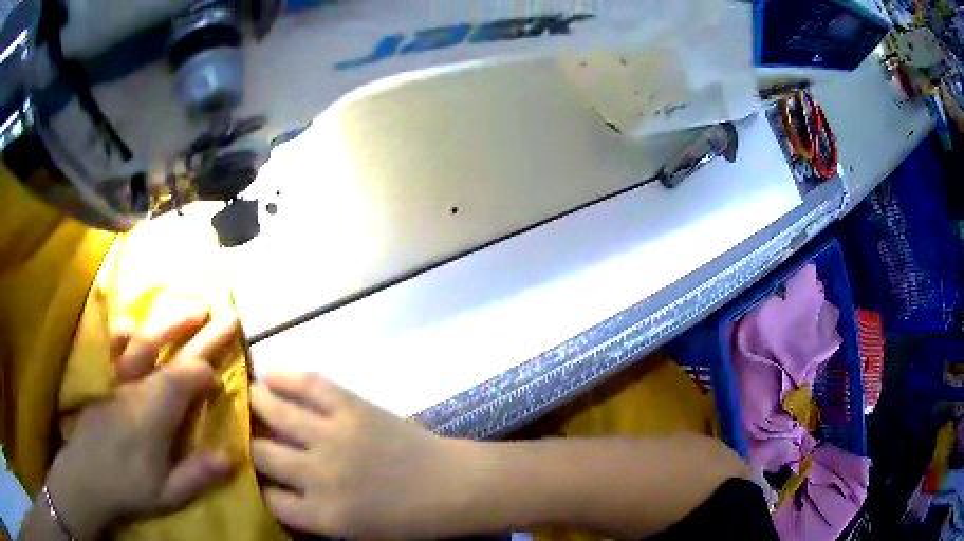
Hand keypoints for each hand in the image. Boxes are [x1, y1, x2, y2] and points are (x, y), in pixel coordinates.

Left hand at [42, 304, 241, 539]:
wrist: (86, 477)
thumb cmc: (128, 487)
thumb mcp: (168, 494)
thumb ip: (197, 475)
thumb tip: (230, 457)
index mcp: (154, 411)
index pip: (185, 379)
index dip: (206, 373)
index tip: (218, 379)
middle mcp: (136, 385)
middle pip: (167, 349)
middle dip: (196, 329)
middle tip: (223, 312)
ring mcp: (117, 378)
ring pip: (143, 339)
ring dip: (167, 321)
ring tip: (189, 306)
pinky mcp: (103, 379)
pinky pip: (112, 347)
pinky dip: (123, 332)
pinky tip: (131, 324)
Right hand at [250, 373, 467, 538]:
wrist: (451, 486)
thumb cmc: (405, 518)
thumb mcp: (352, 531)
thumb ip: (310, 513)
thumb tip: (273, 488)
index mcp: (321, 515)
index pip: (267, 498)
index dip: (254, 484)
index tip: (249, 473)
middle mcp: (317, 475)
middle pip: (260, 453)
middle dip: (246, 443)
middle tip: (239, 432)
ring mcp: (333, 436)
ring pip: (274, 412)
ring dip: (254, 401)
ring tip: (245, 396)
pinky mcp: (351, 407)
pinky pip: (309, 384)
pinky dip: (285, 376)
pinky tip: (270, 375)